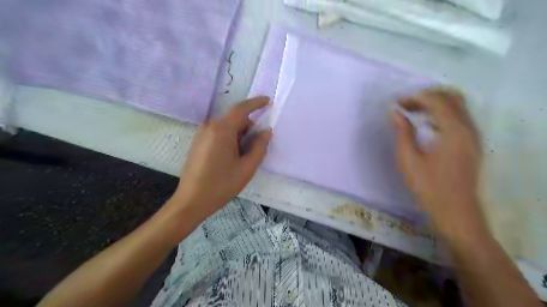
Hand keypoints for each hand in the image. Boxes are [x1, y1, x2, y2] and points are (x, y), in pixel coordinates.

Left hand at [171, 97, 271, 219]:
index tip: (268, 101)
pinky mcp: (198, 142)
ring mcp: (202, 134)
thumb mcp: (247, 167)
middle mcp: (210, 127)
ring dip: (239, 136)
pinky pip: (219, 133)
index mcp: (222, 130)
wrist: (192, 200)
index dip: (256, 103)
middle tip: (257, 147)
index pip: (241, 109)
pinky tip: (231, 158)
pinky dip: (230, 139)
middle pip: (235, 120)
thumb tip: (266, 131)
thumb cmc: (222, 184)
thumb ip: (260, 147)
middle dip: (249, 128)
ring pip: (227, 127)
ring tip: (243, 157)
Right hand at [393, 88, 486, 240]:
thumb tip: (396, 112)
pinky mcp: (472, 144)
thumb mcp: (409, 160)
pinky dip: (443, 113)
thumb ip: (403, 133)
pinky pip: (460, 118)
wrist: (456, 212)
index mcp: (454, 131)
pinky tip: (426, 124)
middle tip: (406, 104)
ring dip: (435, 103)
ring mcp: (473, 136)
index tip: (396, 103)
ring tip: (413, 111)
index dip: (415, 97)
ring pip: (458, 106)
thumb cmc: (429, 188)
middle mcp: (469, 128)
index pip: (436, 101)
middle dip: (427, 95)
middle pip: (452, 97)